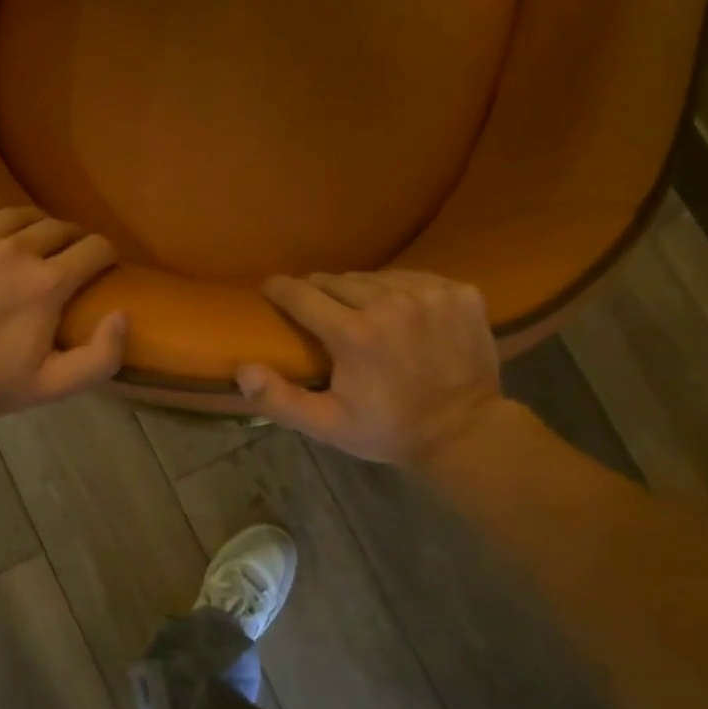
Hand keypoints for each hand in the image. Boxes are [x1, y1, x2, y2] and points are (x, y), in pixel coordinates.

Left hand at [0, 195, 128, 418]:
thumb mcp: (54, 385)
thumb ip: (101, 357)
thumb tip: (122, 315)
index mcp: (46, 283)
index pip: (95, 248)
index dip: (106, 256)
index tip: (102, 268)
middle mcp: (15, 249)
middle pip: (60, 226)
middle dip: (73, 241)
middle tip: (67, 259)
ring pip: (19, 213)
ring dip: (35, 226)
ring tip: (31, 244)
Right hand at [235, 270, 505, 466]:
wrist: (466, 432)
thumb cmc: (388, 429)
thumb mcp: (327, 425)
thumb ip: (279, 399)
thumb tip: (241, 369)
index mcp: (354, 333)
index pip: (301, 293)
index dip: (280, 289)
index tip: (271, 288)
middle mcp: (390, 302)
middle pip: (338, 280)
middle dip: (321, 293)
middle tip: (319, 312)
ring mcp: (430, 293)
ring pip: (376, 276)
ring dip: (361, 291)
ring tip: (360, 313)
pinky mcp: (460, 292)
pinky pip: (415, 278)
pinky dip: (401, 291)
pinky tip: (401, 313)